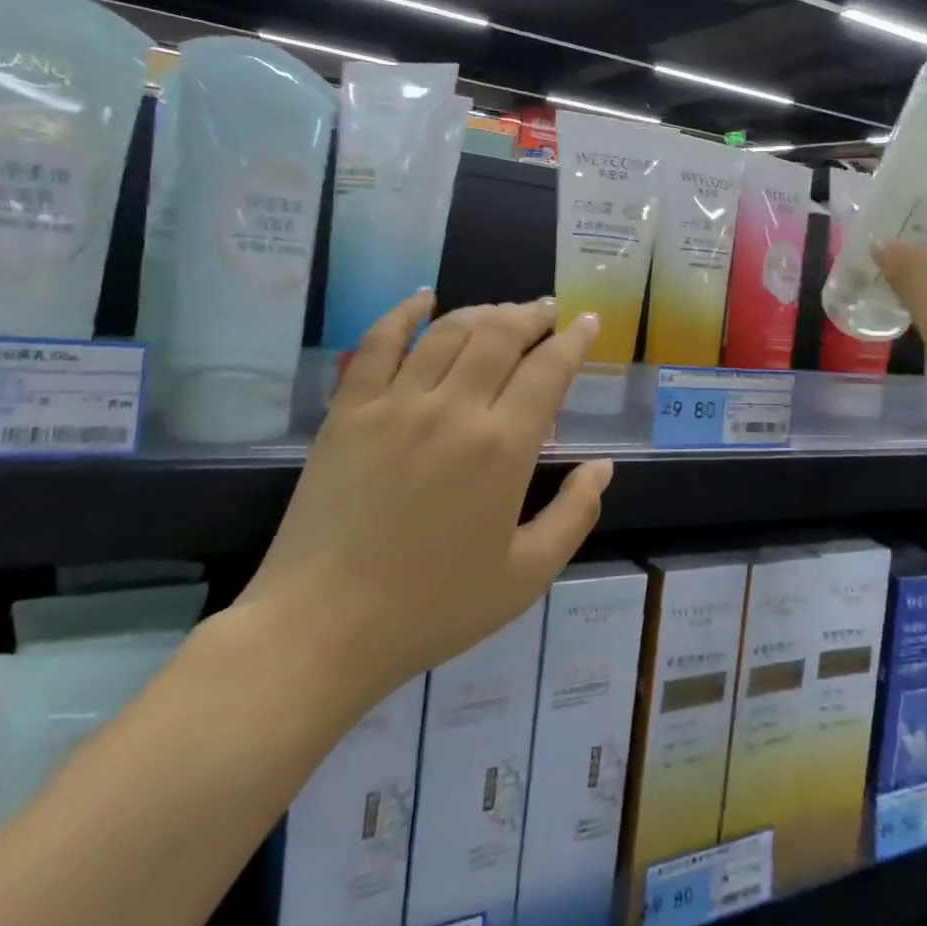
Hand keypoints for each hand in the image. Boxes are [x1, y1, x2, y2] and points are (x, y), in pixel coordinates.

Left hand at [237, 293, 611, 705]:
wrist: (322, 628)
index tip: (588, 322)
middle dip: (532, 316)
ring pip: (449, 332)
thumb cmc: (432, 608)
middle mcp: (453, 410)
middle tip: (548, 311)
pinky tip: (424, 297)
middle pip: (500, 336)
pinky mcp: (349, 411)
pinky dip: (404, 313)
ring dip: (484, 311)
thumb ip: (574, 514)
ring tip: (503, 310)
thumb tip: (603, 466)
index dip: (574, 340)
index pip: (549, 370)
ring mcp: (395, 405)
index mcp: (502, 449)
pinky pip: (379, 344)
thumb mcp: (526, 576)